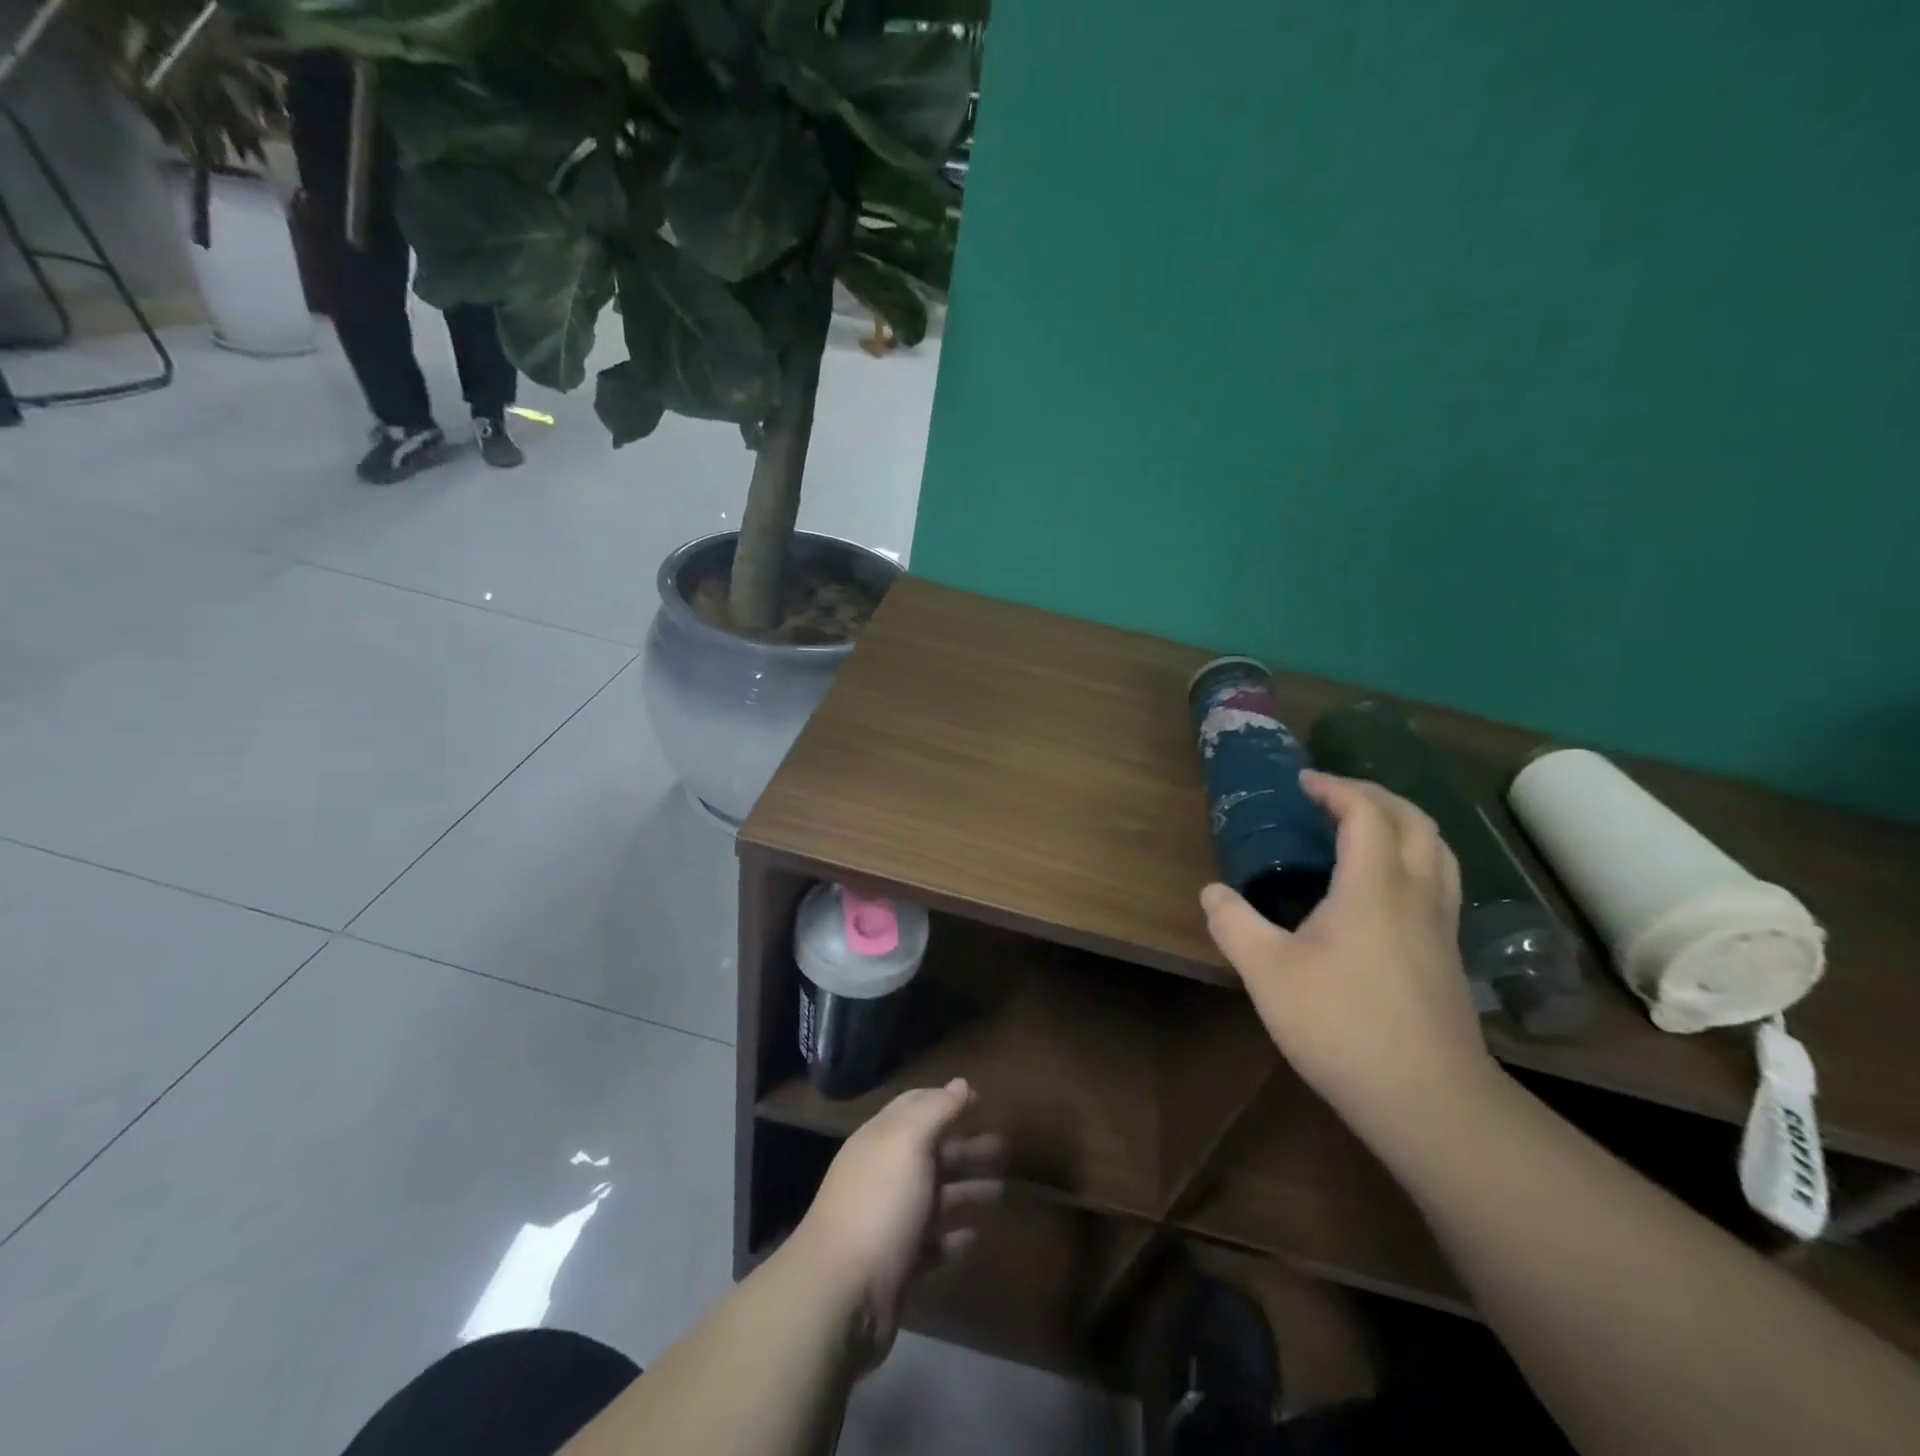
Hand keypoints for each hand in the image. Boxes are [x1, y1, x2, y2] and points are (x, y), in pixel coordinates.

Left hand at [790, 1078, 1002, 1367]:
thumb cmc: (880, 1204)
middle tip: (1004, 1148)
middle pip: (930, 1152)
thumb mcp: (909, 1143)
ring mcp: (890, 1220)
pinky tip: (977, 1235)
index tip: (983, 1100)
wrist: (842, 1294)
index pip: (915, 1106)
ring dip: (966, 1190)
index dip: (947, 1100)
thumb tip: (960, 1082)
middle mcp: (884, 1174)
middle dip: (965, 1147)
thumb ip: (936, 1110)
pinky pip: (932, 1242)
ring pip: (935, 1196)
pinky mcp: (898, 1263)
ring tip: (1002, 1191)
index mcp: (881, 1139)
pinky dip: (954, 1236)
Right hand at [1201, 770, 1494, 1134]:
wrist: (1428, 1100)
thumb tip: (1212, 893)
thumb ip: (1234, 924)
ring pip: (1439, 852)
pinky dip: (1415, 860)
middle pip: (1415, 822)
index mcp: (1373, 887)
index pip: (1366, 813)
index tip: (1303, 781)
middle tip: (1335, 795)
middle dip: (1376, 796)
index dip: (1336, 787)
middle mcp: (1416, 894)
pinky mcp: (1449, 957)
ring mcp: (1441, 927)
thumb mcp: (1266, 973)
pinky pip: (1440, 883)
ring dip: (1404, 825)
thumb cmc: (1341, 1025)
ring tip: (1366, 829)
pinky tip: (1387, 890)